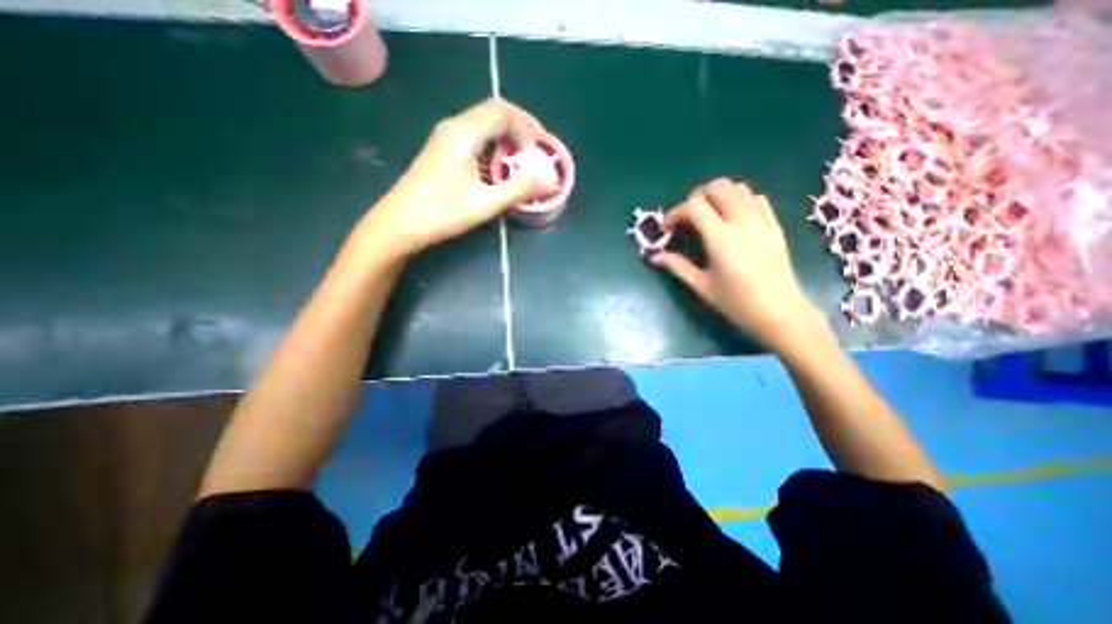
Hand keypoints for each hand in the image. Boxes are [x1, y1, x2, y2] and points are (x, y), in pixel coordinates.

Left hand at [359, 98, 553, 257]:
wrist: (399, 224)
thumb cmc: (442, 211)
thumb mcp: (486, 203)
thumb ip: (520, 190)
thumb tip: (550, 183)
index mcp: (464, 133)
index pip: (502, 111)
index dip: (525, 127)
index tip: (535, 153)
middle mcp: (454, 127)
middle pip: (493, 113)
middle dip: (519, 129)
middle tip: (535, 152)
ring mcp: (446, 139)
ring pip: (483, 126)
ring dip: (506, 139)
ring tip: (521, 163)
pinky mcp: (442, 152)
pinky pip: (474, 139)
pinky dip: (493, 148)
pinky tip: (498, 170)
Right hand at [652, 177, 823, 351]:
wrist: (780, 312)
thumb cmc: (737, 303)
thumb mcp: (702, 287)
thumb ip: (677, 266)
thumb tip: (654, 257)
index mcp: (722, 239)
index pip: (694, 206)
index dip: (676, 212)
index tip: (668, 229)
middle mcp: (743, 223)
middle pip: (718, 187)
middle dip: (696, 197)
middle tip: (688, 219)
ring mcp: (762, 221)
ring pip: (739, 188)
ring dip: (718, 196)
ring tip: (709, 216)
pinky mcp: (775, 225)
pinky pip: (757, 198)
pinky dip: (740, 200)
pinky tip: (732, 219)